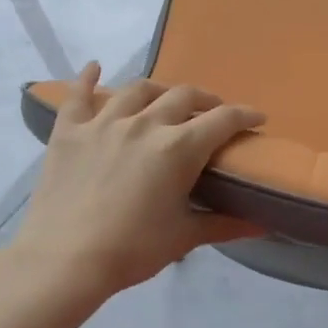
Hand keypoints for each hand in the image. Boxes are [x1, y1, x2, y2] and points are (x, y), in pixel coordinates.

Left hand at [7, 63, 264, 304]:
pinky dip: (88, 79)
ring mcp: (104, 123)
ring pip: (137, 90)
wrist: (64, 260)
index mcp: (178, 148)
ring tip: (164, 99)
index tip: (257, 118)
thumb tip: (263, 224)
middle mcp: (145, 124)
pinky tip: (94, 68)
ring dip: (158, 90)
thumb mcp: (184, 237)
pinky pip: (78, 95)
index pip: (223, 120)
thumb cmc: (132, 250)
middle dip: (204, 100)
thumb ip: (225, 225)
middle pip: (183, 96)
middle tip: (211, 112)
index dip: (245, 115)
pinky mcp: (69, 131)